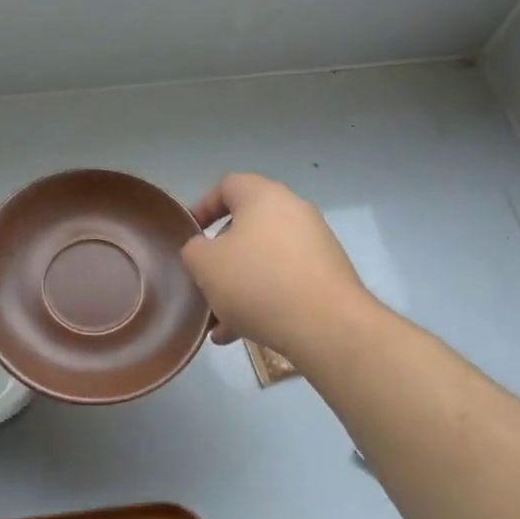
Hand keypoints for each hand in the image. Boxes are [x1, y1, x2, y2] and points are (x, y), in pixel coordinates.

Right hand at [181, 173, 369, 365]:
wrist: (326, 325)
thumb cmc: (257, 282)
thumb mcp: (205, 264)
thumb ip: (194, 250)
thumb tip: (204, 250)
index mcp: (263, 197)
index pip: (228, 186)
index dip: (204, 206)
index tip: (190, 234)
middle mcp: (294, 211)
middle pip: (247, 226)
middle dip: (221, 257)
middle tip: (205, 281)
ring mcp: (316, 243)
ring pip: (264, 259)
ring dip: (240, 285)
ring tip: (220, 321)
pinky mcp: (328, 274)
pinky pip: (286, 280)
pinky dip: (264, 298)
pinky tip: (245, 332)